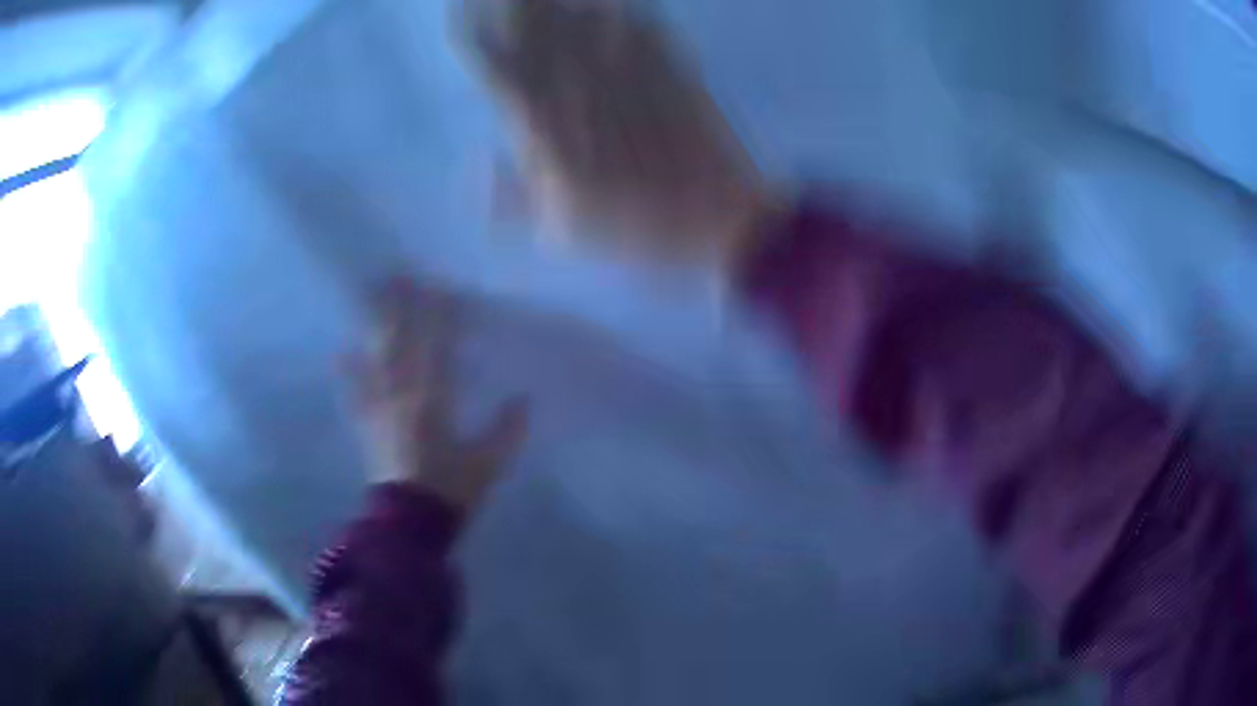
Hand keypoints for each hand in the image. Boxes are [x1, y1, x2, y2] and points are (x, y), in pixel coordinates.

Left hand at [348, 277, 528, 511]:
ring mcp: (379, 408)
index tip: (441, 285)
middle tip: (397, 274)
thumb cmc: (450, 490)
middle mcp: (401, 394)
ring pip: (375, 358)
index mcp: (432, 399)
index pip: (436, 346)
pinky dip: (348, 372)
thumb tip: (524, 399)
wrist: (409, 523)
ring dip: (374, 327)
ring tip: (370, 298)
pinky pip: (355, 392)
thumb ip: (506, 430)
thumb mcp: (488, 463)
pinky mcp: (367, 425)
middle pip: (399, 341)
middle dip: (399, 307)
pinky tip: (341, 352)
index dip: (439, 314)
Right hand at [465, 0, 771, 269]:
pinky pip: (641, 20)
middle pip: (536, 26)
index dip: (473, 34)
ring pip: (581, 13)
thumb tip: (472, 166)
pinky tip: (610, 1)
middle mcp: (583, 86)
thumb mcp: (564, 234)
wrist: (723, 220)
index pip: (497, 67)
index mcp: (549, 126)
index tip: (459, 12)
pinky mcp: (673, 66)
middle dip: (513, 3)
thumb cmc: (639, 232)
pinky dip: (619, 5)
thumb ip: (511, 199)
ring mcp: (630, 70)